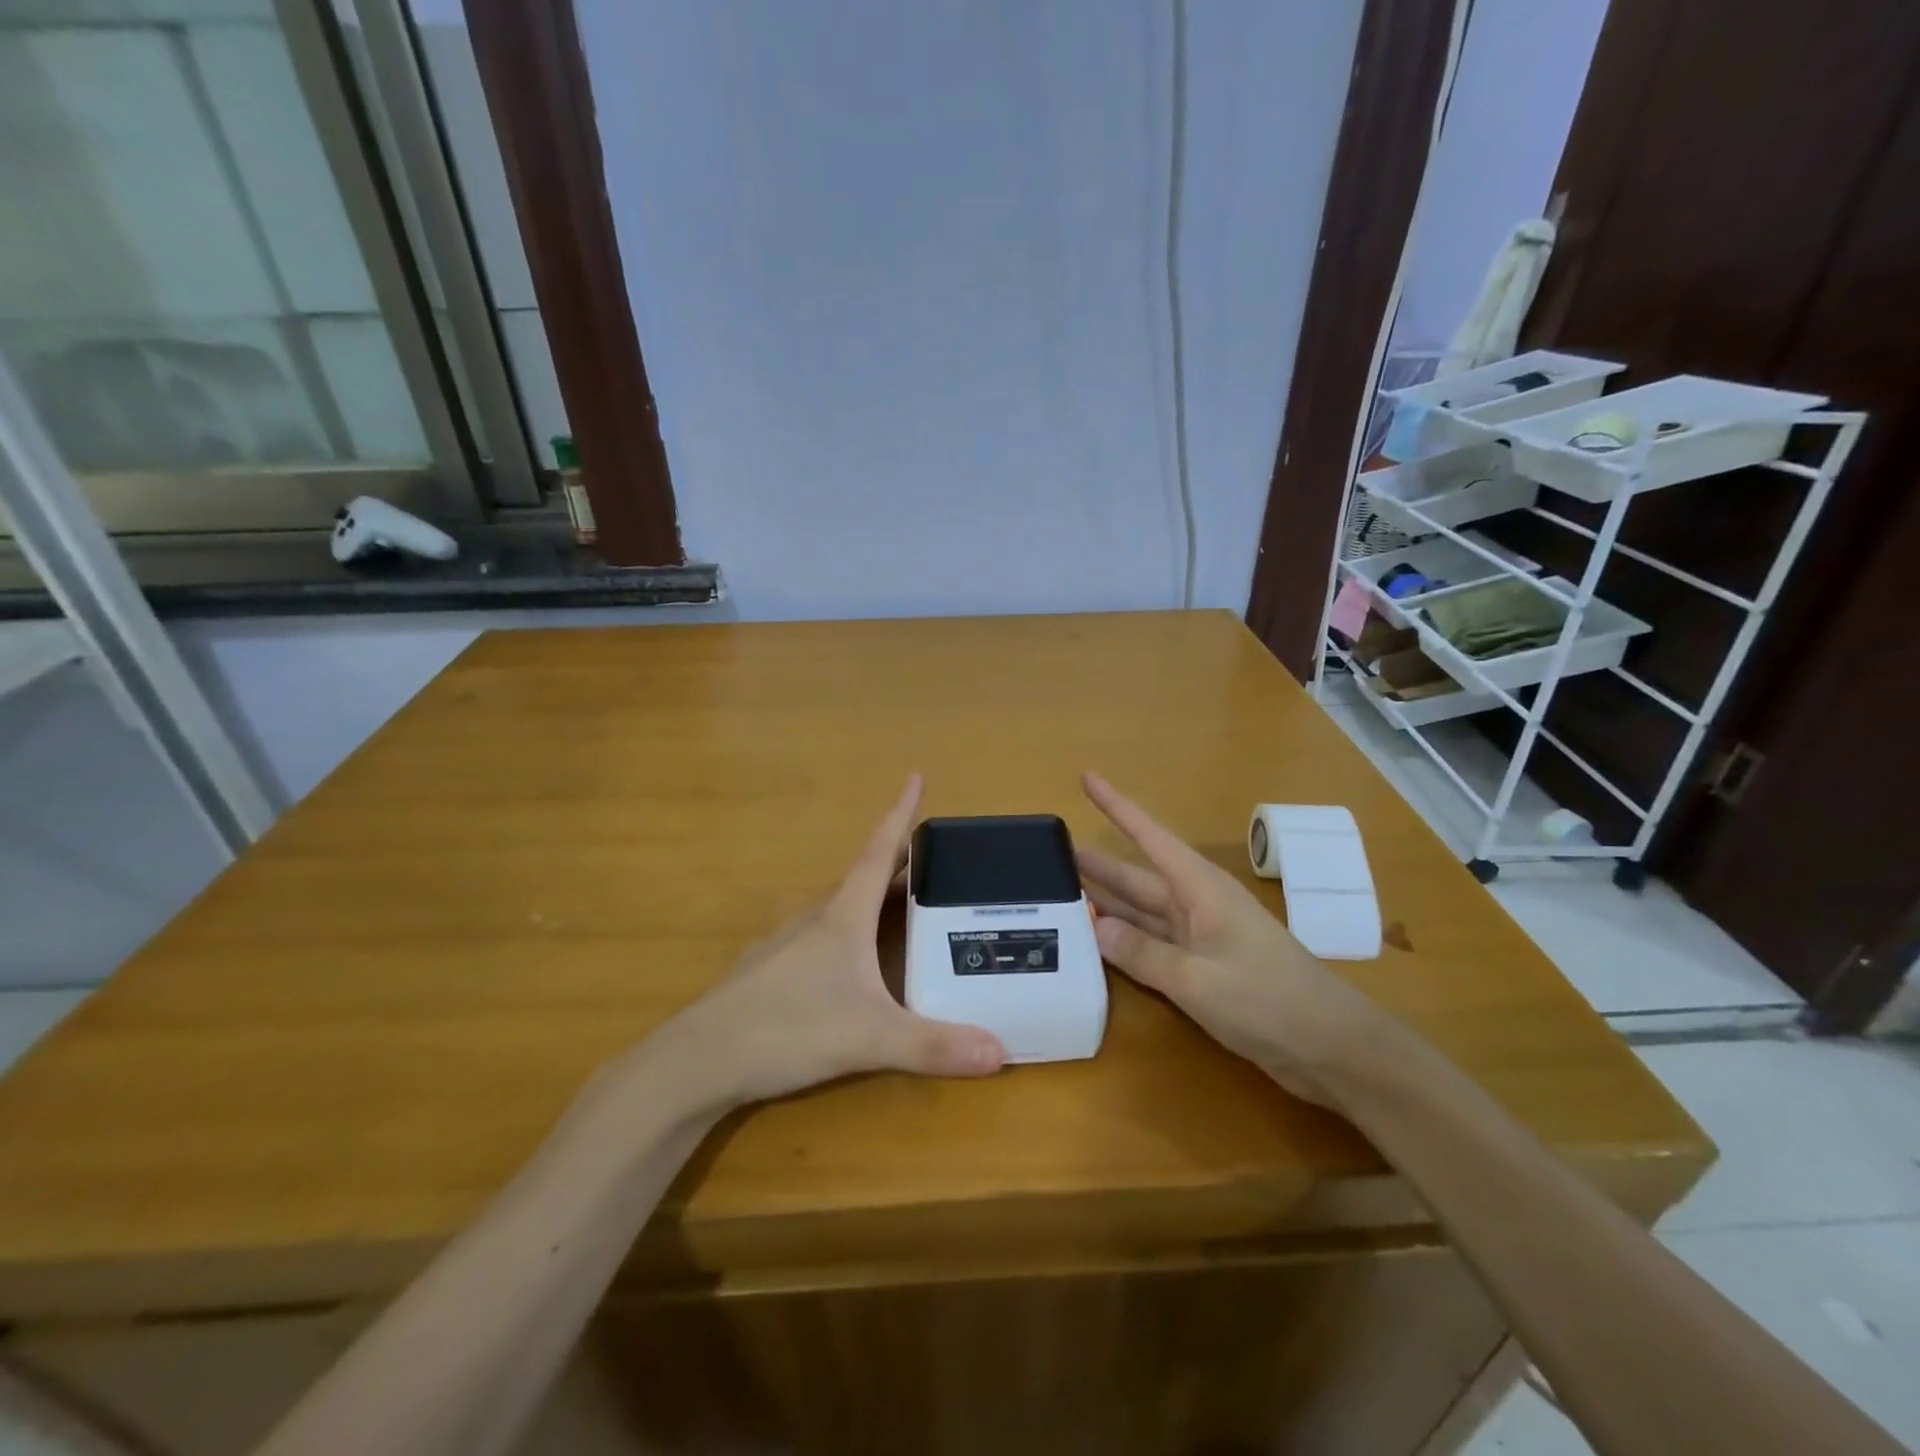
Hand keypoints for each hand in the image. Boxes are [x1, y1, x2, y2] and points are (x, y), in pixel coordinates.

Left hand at [659, 776, 1005, 1110]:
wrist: (700, 1059)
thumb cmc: (788, 1029)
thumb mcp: (869, 1038)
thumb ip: (933, 1045)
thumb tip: (1000, 1052)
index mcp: (842, 917)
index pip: (878, 852)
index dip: (900, 814)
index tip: (915, 776)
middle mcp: (816, 919)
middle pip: (864, 877)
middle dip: (900, 862)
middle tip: (934, 858)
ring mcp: (788, 944)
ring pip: (840, 907)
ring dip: (872, 896)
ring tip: (903, 904)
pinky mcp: (771, 972)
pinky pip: (822, 936)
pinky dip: (849, 931)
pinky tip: (853, 961)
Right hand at [1077, 772, 1384, 1104]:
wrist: (1331, 1048)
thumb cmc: (1269, 1000)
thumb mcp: (1198, 979)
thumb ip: (1143, 953)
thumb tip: (1093, 927)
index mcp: (1200, 889)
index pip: (1148, 836)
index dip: (1116, 806)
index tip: (1087, 777)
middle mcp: (1196, 904)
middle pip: (1135, 876)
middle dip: (1096, 863)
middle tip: (1049, 854)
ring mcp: (1199, 937)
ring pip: (1140, 911)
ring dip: (1105, 902)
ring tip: (1060, 892)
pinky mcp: (1202, 968)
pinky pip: (1151, 944)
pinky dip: (1123, 941)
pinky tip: (1095, 942)